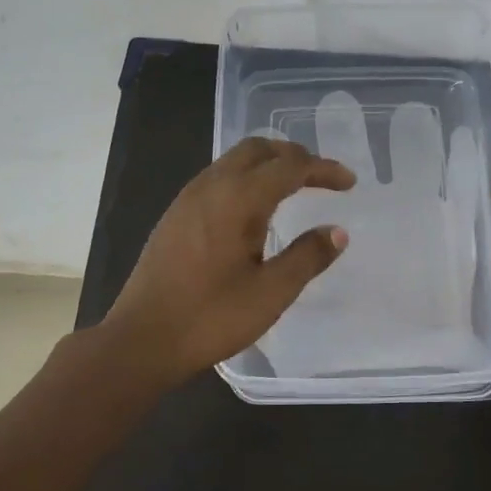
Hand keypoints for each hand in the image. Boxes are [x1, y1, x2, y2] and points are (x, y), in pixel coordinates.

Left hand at [102, 139, 354, 386]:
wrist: (141, 340)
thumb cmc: (210, 318)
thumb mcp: (270, 293)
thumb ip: (307, 257)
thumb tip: (337, 231)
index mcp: (237, 199)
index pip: (289, 166)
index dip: (323, 169)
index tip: (349, 183)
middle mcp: (210, 187)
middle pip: (258, 149)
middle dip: (294, 156)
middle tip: (321, 178)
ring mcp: (187, 199)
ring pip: (234, 161)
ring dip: (267, 165)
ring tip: (293, 188)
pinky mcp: (174, 216)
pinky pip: (217, 178)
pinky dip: (245, 179)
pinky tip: (253, 210)